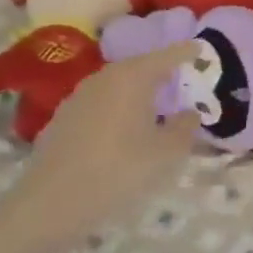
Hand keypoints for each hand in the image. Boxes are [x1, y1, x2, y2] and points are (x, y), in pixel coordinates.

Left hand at [3, 44, 201, 240]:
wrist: (51, 203)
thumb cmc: (117, 171)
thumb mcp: (164, 154)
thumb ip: (184, 129)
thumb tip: (190, 113)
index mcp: (132, 77)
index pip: (167, 56)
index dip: (186, 52)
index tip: (201, 49)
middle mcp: (105, 77)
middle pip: (140, 67)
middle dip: (162, 73)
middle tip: (182, 81)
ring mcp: (80, 95)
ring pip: (119, 85)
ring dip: (139, 92)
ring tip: (156, 107)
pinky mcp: (64, 117)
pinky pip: (102, 102)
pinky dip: (119, 108)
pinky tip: (124, 130)